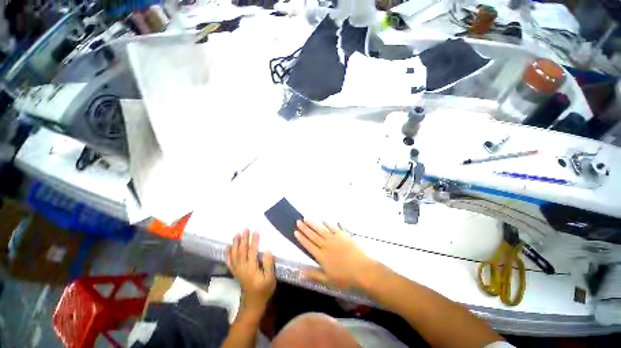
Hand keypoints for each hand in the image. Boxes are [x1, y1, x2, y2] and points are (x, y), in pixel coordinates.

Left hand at [226, 229, 275, 312]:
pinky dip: (228, 254)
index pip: (252, 251)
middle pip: (242, 251)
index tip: (255, 232)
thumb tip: (267, 251)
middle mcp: (242, 268)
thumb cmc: (264, 290)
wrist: (253, 304)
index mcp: (251, 268)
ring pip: (235, 254)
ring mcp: (237, 270)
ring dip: (235, 244)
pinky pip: (230, 262)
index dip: (254, 241)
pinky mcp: (235, 272)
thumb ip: (268, 265)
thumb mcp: (270, 279)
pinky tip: (228, 247)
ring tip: (236, 234)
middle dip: (244, 239)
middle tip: (245, 229)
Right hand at [294, 220, 374, 289]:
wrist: (363, 270)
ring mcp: (335, 238)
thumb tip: (301, 272)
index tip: (296, 231)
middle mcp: (326, 245)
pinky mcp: (344, 235)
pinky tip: (325, 219)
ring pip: (322, 229)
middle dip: (305, 228)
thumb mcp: (328, 280)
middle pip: (313, 235)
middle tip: (298, 221)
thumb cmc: (345, 278)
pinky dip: (329, 223)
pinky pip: (334, 227)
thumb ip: (314, 275)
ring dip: (314, 223)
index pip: (308, 245)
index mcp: (321, 256)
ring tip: (307, 218)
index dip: (301, 238)